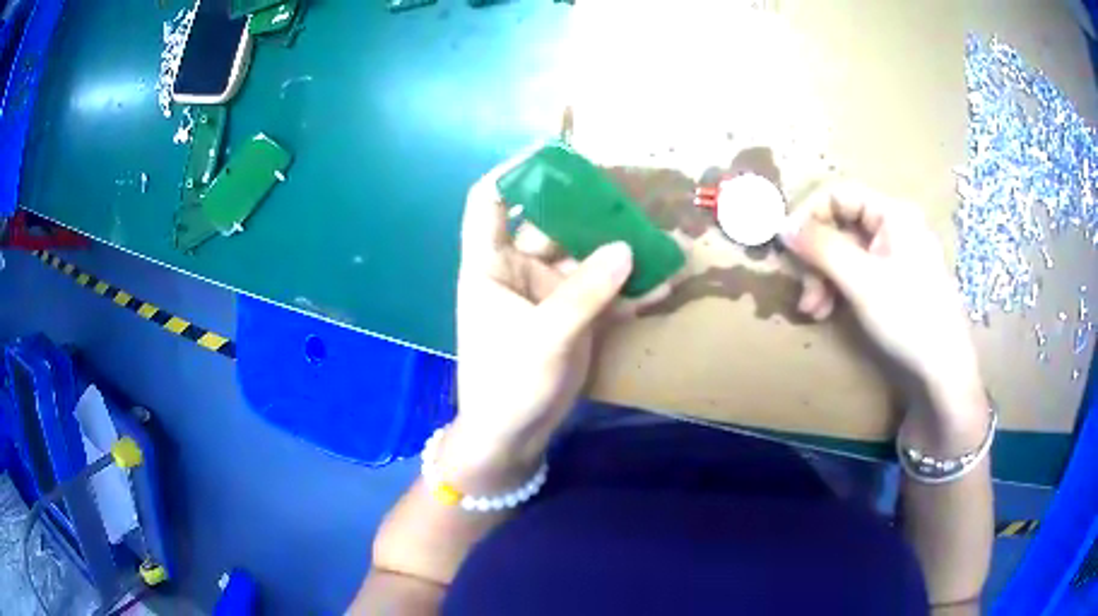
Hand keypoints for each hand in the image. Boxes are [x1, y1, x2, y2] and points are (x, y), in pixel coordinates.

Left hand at [443, 156, 671, 489]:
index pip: (490, 201)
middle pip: (550, 221)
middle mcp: (517, 268)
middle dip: (584, 207)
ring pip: (582, 254)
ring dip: (614, 247)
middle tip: (626, 193)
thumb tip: (626, 247)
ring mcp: (547, 291)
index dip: (514, 172)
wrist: (512, 434)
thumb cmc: (508, 383)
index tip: (552, 153)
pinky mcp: (570, 314)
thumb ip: (586, 291)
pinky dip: (626, 286)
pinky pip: (600, 289)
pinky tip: (660, 284)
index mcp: (490, 263)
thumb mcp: (545, 336)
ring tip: (654, 235)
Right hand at [779, 184, 981, 411]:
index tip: (786, 247)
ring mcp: (895, 253)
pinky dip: (838, 287)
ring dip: (822, 276)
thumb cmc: (908, 318)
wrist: (944, 370)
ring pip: (846, 251)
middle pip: (840, 225)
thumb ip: (821, 248)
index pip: (838, 194)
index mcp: (892, 213)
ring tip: (812, 309)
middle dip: (816, 257)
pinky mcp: (894, 279)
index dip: (808, 215)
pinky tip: (827, 311)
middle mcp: (894, 226)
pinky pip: (858, 270)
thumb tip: (782, 226)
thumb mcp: (861, 281)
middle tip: (802, 290)